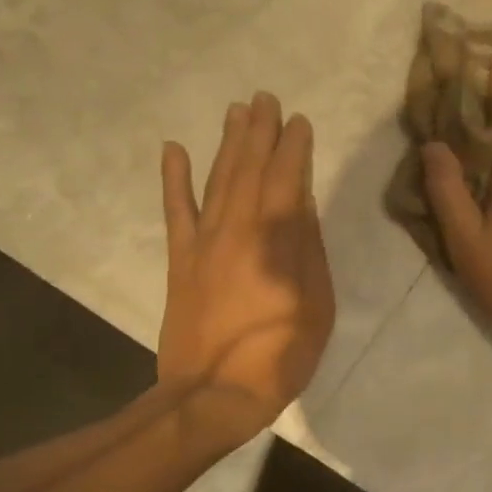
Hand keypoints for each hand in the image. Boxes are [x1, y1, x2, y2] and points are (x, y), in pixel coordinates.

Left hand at [158, 93, 334, 441]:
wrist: (215, 393)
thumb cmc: (281, 353)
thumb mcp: (317, 303)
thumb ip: (308, 249)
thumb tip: (304, 203)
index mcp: (277, 240)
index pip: (288, 179)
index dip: (293, 147)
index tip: (299, 120)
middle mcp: (238, 229)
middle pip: (250, 170)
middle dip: (260, 132)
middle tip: (265, 98)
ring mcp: (204, 242)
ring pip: (217, 180)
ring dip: (227, 143)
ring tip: (236, 111)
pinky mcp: (181, 261)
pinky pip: (175, 211)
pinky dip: (174, 179)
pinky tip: (174, 149)